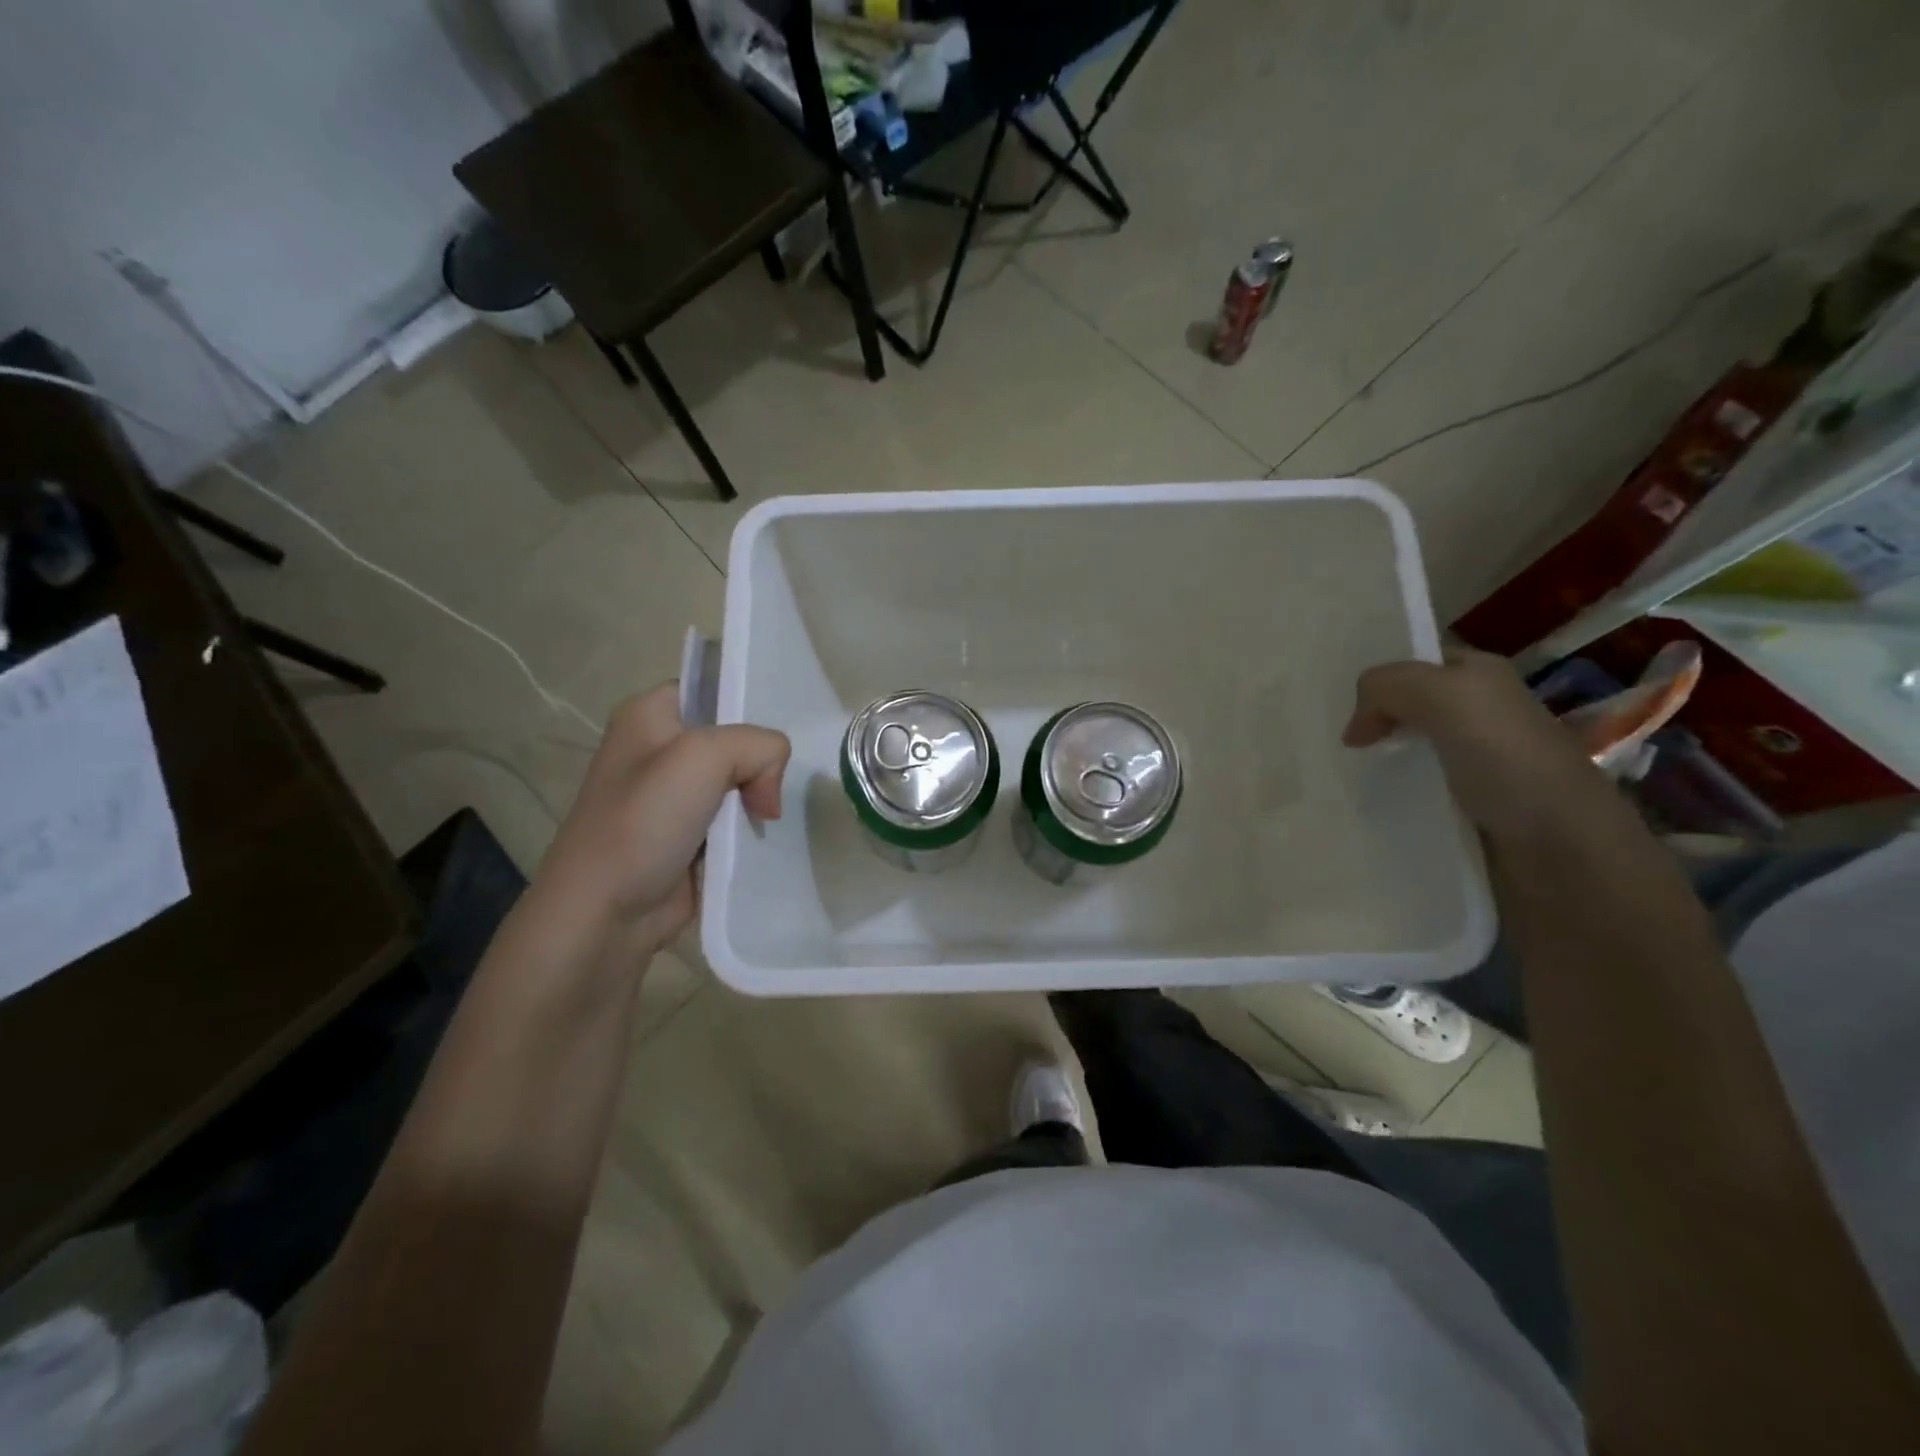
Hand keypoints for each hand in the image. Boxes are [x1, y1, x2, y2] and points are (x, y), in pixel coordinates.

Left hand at [523, 684, 789, 970]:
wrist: (605, 912)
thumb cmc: (644, 821)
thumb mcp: (704, 757)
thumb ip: (759, 747)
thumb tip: (767, 796)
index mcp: (650, 713)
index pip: (716, 688)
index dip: (749, 708)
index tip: (772, 743)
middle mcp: (660, 748)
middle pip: (735, 737)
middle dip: (761, 762)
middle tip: (768, 793)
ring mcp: (673, 795)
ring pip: (739, 780)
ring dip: (758, 799)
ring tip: (767, 818)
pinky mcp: (687, 834)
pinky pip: (733, 818)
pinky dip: (750, 828)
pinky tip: (761, 838)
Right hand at [1343, 648, 1612, 843]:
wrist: (1564, 856)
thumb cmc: (1510, 763)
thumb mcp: (1447, 698)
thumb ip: (1388, 688)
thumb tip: (1354, 730)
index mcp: (1482, 677)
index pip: (1415, 662)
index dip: (1376, 676)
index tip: (1330, 701)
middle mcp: (1478, 716)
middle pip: (1404, 708)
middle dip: (1366, 720)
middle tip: (1323, 740)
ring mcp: (1471, 767)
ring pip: (1401, 754)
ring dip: (1370, 764)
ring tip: (1332, 776)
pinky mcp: (1463, 812)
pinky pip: (1409, 796)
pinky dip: (1384, 800)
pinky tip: (1361, 807)